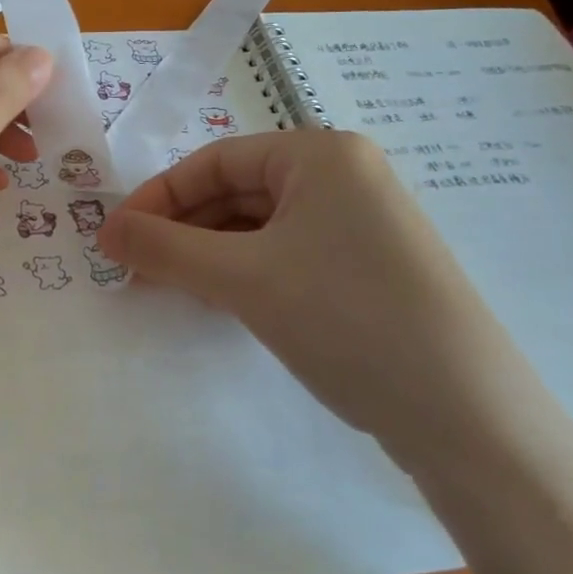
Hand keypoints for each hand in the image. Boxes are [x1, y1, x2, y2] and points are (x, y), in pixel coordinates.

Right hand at [97, 131, 524, 450]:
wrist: (468, 419)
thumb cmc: (345, 319)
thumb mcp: (241, 278)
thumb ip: (163, 248)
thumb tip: (104, 231)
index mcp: (320, 154)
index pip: (213, 161)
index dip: (157, 198)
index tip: (115, 239)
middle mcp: (344, 176)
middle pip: (236, 191)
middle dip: (181, 229)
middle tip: (135, 269)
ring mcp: (361, 224)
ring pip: (258, 226)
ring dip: (207, 254)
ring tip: (170, 288)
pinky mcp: (367, 268)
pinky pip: (286, 254)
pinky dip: (244, 272)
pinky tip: (219, 302)